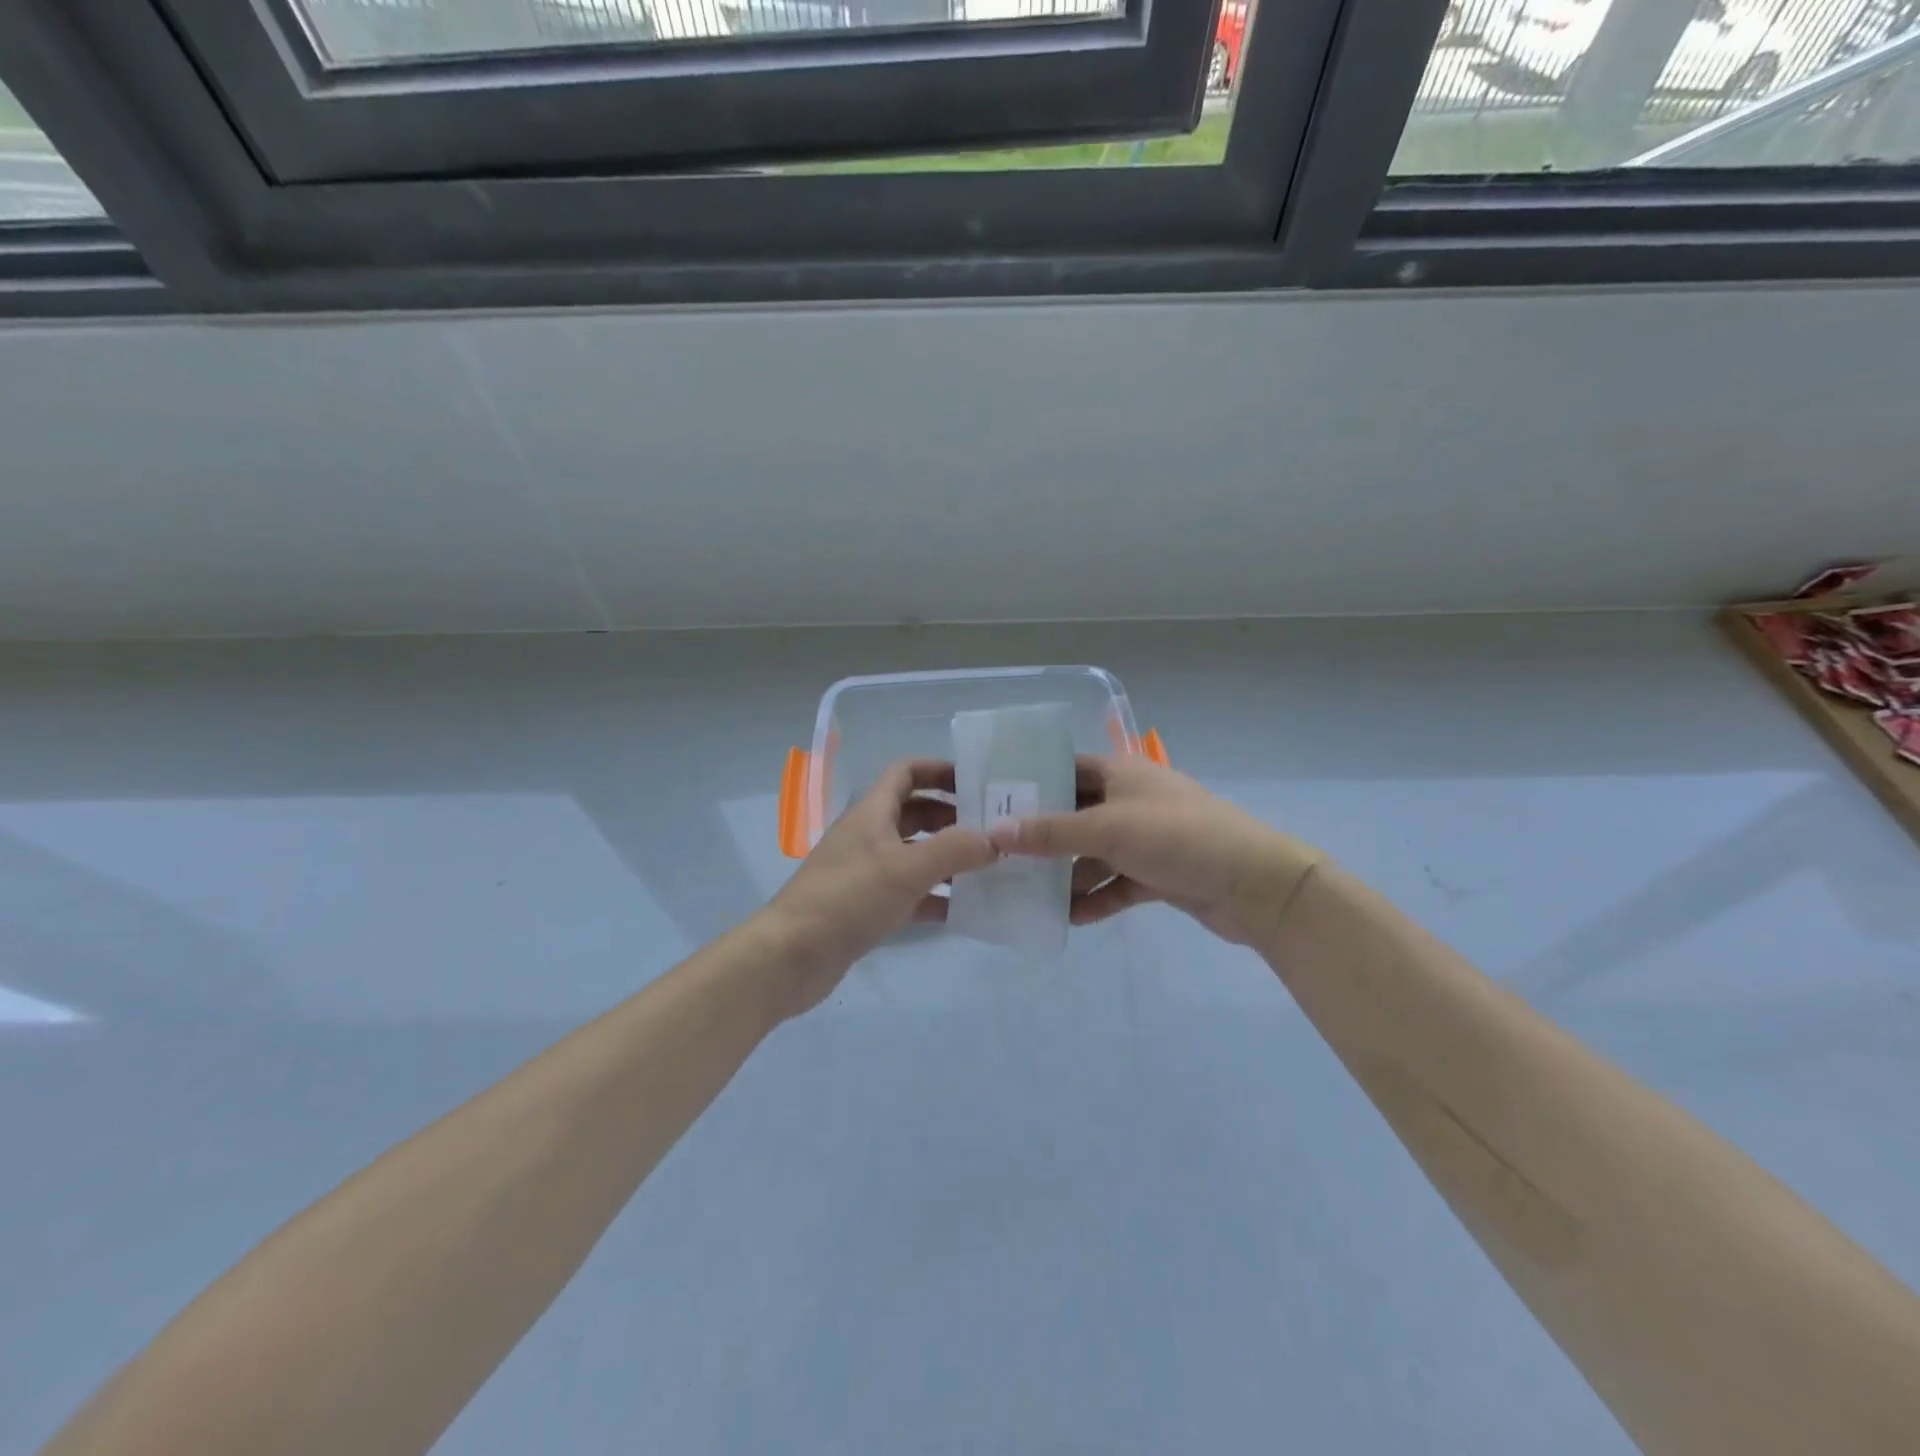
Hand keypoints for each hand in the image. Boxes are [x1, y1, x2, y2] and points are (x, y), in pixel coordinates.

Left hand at [762, 759, 996, 1015]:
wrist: (792, 955)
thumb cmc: (849, 898)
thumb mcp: (907, 869)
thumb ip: (955, 850)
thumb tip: (995, 839)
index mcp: (872, 813)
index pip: (906, 773)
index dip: (939, 770)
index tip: (976, 781)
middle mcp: (869, 836)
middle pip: (915, 813)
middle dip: (952, 816)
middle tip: (992, 830)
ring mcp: (866, 872)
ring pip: (914, 854)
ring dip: (947, 857)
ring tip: (988, 868)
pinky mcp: (866, 906)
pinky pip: (909, 892)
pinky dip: (935, 896)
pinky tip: (965, 909)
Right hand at [990, 755, 1322, 945]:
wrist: (1254, 884)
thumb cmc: (1177, 837)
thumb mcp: (1108, 829)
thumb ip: (1051, 832)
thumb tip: (994, 832)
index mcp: (1121, 773)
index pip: (1066, 769)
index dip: (1031, 783)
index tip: (992, 802)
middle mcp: (1130, 801)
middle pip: (1075, 816)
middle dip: (1042, 838)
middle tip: (999, 857)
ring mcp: (1145, 840)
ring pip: (1094, 855)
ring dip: (1066, 876)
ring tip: (1025, 896)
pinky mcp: (1157, 874)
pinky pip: (1116, 885)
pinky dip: (1095, 899)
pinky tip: (1068, 919)